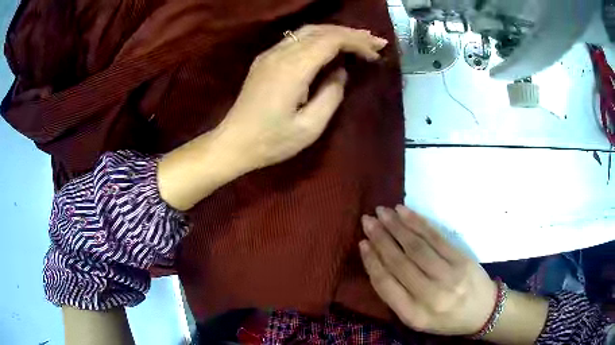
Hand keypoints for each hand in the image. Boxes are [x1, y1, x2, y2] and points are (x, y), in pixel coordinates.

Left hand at [219, 24, 387, 168]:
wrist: (233, 143)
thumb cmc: (271, 141)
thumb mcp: (310, 127)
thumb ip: (331, 95)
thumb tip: (340, 73)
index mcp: (292, 69)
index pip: (330, 41)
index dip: (356, 42)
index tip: (375, 53)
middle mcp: (280, 54)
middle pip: (321, 31)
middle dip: (351, 33)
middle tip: (375, 42)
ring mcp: (269, 55)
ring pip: (308, 32)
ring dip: (335, 33)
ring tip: (358, 40)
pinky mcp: (265, 60)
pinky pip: (296, 39)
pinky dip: (318, 38)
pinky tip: (330, 46)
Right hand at [359, 205, 496, 335]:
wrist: (484, 311)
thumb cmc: (446, 319)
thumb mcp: (418, 319)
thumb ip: (398, 297)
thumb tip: (379, 263)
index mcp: (414, 315)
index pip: (386, 285)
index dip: (372, 262)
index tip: (362, 243)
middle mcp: (430, 296)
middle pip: (400, 262)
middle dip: (381, 238)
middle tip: (367, 220)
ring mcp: (449, 276)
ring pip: (417, 247)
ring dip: (397, 226)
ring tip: (382, 212)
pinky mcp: (462, 260)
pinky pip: (436, 238)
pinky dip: (418, 223)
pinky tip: (405, 213)